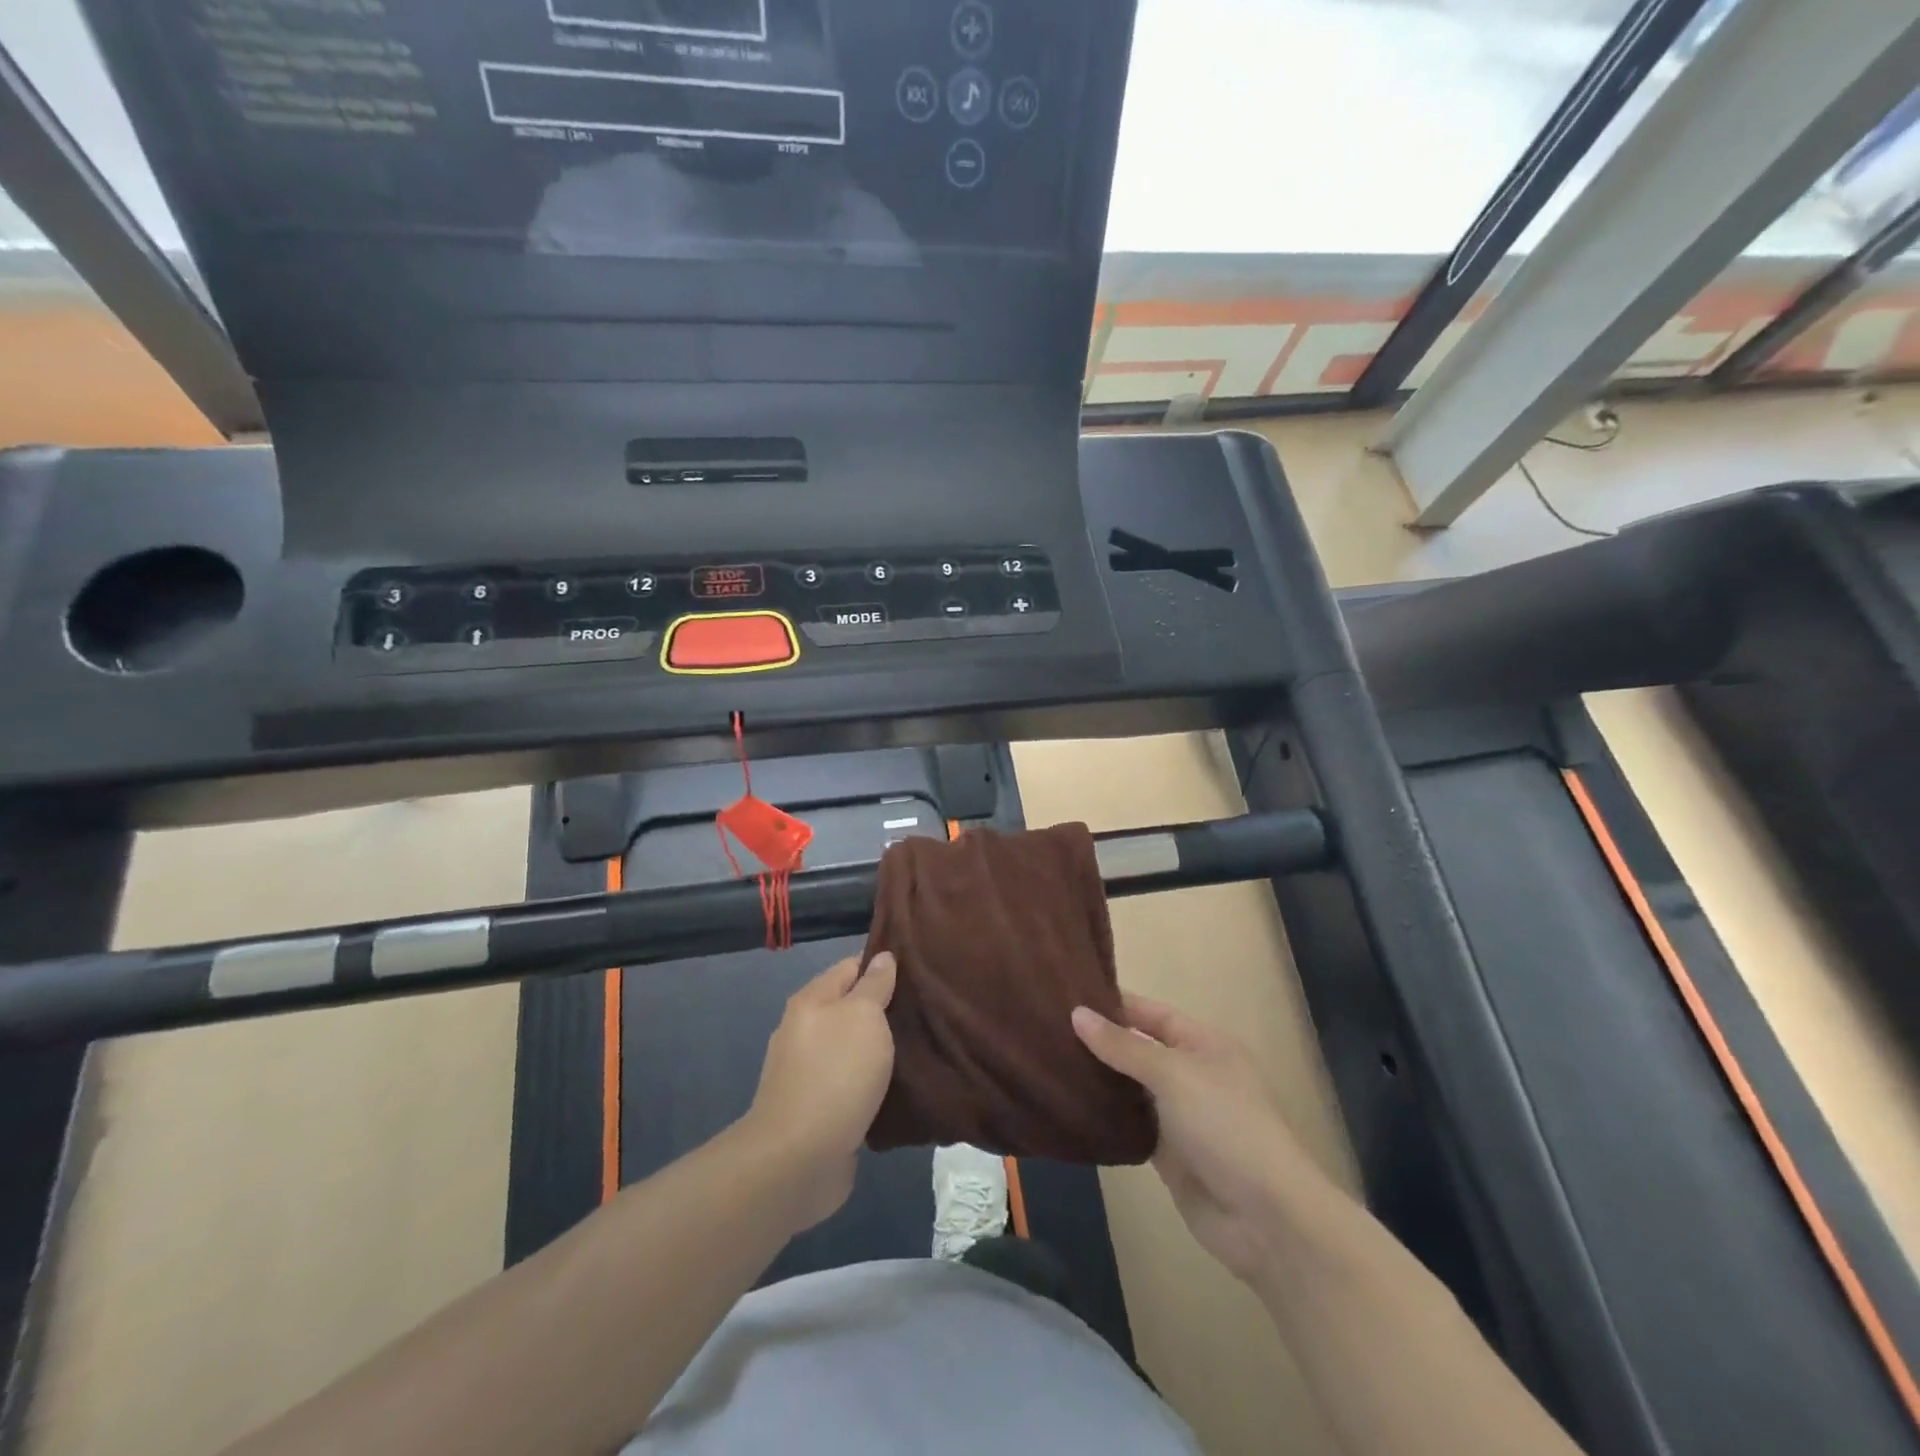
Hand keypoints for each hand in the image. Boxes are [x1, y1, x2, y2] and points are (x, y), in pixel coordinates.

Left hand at [744, 952, 896, 1232]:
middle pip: (850, 1007)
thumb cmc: (835, 1073)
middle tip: (926, 1010)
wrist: (798, 1159)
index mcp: (811, 1000)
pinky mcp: (816, 1109)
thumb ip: (875, 985)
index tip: (918, 969)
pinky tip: (899, 1087)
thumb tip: (883, 957)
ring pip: (852, 1048)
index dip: (882, 964)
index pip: (851, 966)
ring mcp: (807, 1072)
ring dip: (879, 1049)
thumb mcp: (863, 1016)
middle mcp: (804, 1030)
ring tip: (920, 1047)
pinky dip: (872, 1083)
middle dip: (884, 1009)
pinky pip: (851, 1084)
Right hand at [1073, 994, 1320, 1284]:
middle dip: (1101, 1041)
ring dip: (1099, 1079)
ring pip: (1131, 1089)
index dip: (1116, 1004)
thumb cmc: (1226, 1125)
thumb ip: (1124, 1045)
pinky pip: (1130, 1126)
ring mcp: (1180, 1117)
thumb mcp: (1173, 1074)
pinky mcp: (1168, 1155)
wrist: (1265, 1218)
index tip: (1069, 995)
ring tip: (1048, 1061)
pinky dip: (1105, 1117)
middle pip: (1139, 1050)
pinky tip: (1069, 1106)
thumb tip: (1078, 1014)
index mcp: (1205, 1045)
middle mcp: (1192, 1075)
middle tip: (1048, 1029)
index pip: (1153, 1014)